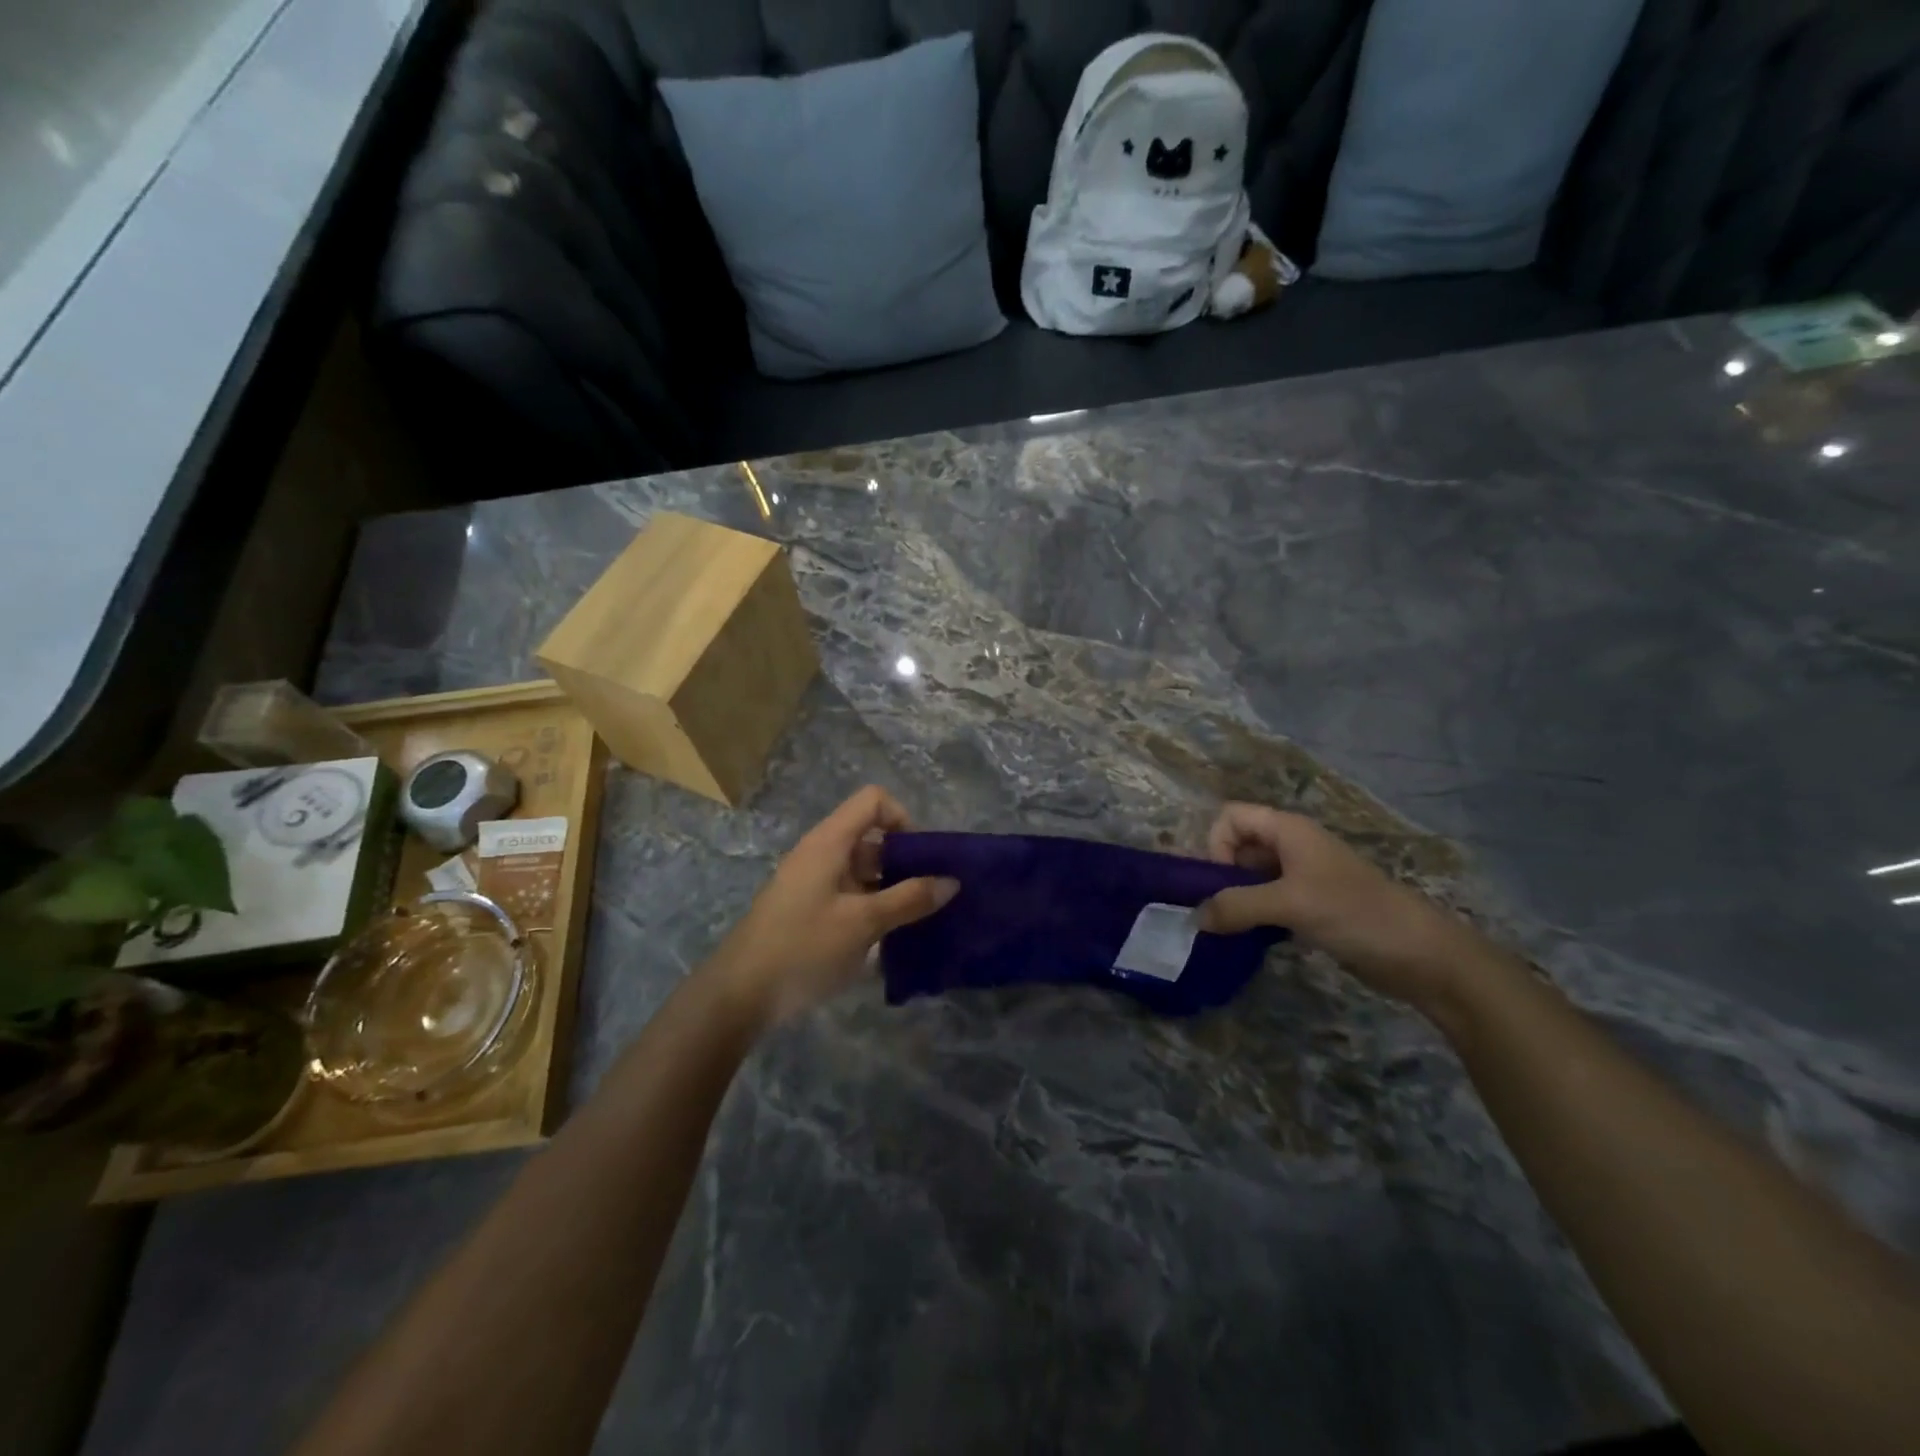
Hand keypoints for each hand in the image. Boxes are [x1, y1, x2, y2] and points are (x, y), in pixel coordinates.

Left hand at [711, 786, 958, 1027]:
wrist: (739, 995)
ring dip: (893, 889)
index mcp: (829, 842)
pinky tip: (892, 940)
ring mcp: (814, 884)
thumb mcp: (863, 923)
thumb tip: (951, 881)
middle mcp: (821, 854)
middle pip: (873, 837)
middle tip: (933, 896)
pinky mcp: (810, 912)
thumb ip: (909, 899)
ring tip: (920, 921)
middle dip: (906, 861)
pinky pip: (852, 896)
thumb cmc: (803, 948)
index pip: (874, 801)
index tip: (923, 858)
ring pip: (864, 870)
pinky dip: (875, 908)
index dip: (903, 819)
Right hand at [1195, 803, 1482, 1013]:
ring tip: (1232, 929)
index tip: (1223, 882)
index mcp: (1288, 830)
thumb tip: (1195, 918)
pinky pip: (1269, 900)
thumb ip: (1236, 906)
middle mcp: (1293, 846)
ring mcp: (1304, 876)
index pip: (1231, 817)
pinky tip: (1256, 939)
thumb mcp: (1290, 904)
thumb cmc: (1354, 913)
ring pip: (1252, 876)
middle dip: (1222, 875)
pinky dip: (1255, 915)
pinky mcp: (1312, 905)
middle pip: (1238, 845)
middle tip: (1220, 911)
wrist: (1421, 954)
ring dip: (1237, 898)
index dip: (1217, 844)